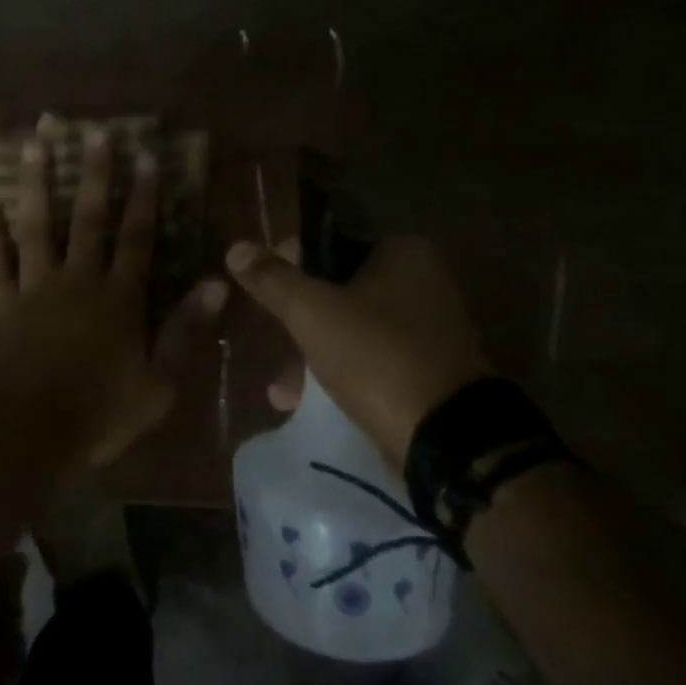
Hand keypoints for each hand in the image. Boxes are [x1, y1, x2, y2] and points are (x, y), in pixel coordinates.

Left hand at [0, 128, 226, 469]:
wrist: (29, 434)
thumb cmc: (100, 412)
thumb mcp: (159, 382)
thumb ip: (185, 330)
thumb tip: (218, 283)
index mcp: (116, 297)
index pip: (135, 236)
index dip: (143, 196)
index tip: (145, 156)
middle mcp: (73, 280)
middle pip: (83, 219)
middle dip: (91, 174)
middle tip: (91, 132)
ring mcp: (28, 290)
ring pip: (31, 228)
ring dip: (32, 185)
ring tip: (30, 145)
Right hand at [226, 235, 489, 470]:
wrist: (448, 441)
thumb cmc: (376, 356)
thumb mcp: (312, 312)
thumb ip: (273, 279)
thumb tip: (237, 247)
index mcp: (402, 253)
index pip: (328, 243)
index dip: (288, 263)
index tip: (262, 291)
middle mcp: (422, 281)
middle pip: (337, 288)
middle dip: (297, 319)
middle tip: (269, 342)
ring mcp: (428, 329)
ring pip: (351, 327)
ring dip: (312, 351)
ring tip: (281, 387)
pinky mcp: (428, 370)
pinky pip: (370, 359)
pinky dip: (339, 372)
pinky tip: (304, 401)